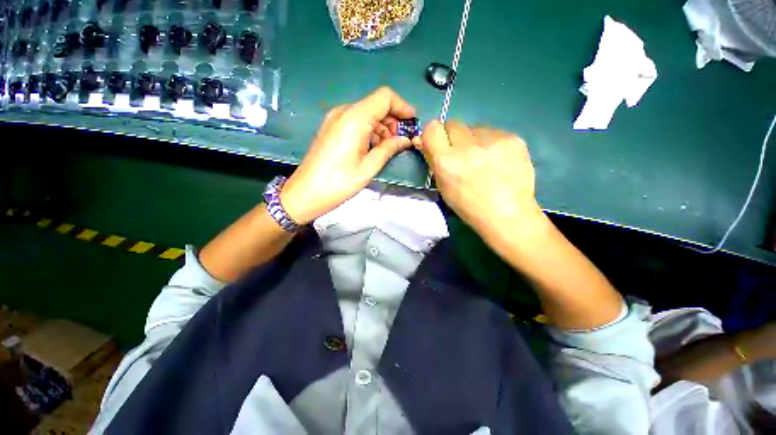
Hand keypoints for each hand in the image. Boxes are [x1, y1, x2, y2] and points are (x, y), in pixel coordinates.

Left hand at [280, 87, 415, 224]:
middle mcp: (344, 112)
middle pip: (376, 105)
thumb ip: (389, 149)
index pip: (385, 97)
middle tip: (400, 141)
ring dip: (381, 127)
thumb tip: (405, 140)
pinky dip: (369, 130)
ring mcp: (335, 119)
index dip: (402, 106)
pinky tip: (372, 147)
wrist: (306, 192)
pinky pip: (356, 121)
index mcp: (355, 118)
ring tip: (387, 147)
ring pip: (366, 113)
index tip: (412, 122)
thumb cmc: (339, 182)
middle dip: (393, 120)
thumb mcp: (369, 167)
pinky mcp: (331, 128)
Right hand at [417, 120, 543, 237]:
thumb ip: (432, 160)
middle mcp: (467, 147)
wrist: (508, 215)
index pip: (432, 128)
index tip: (438, 143)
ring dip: (473, 139)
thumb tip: (421, 140)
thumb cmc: (469, 207)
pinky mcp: (513, 139)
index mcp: (446, 162)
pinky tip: (497, 160)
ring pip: (474, 127)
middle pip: (453, 123)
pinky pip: (494, 132)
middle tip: (461, 153)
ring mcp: (492, 141)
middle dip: (453, 136)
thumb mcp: (443, 186)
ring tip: (483, 159)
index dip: (433, 134)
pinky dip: (491, 143)